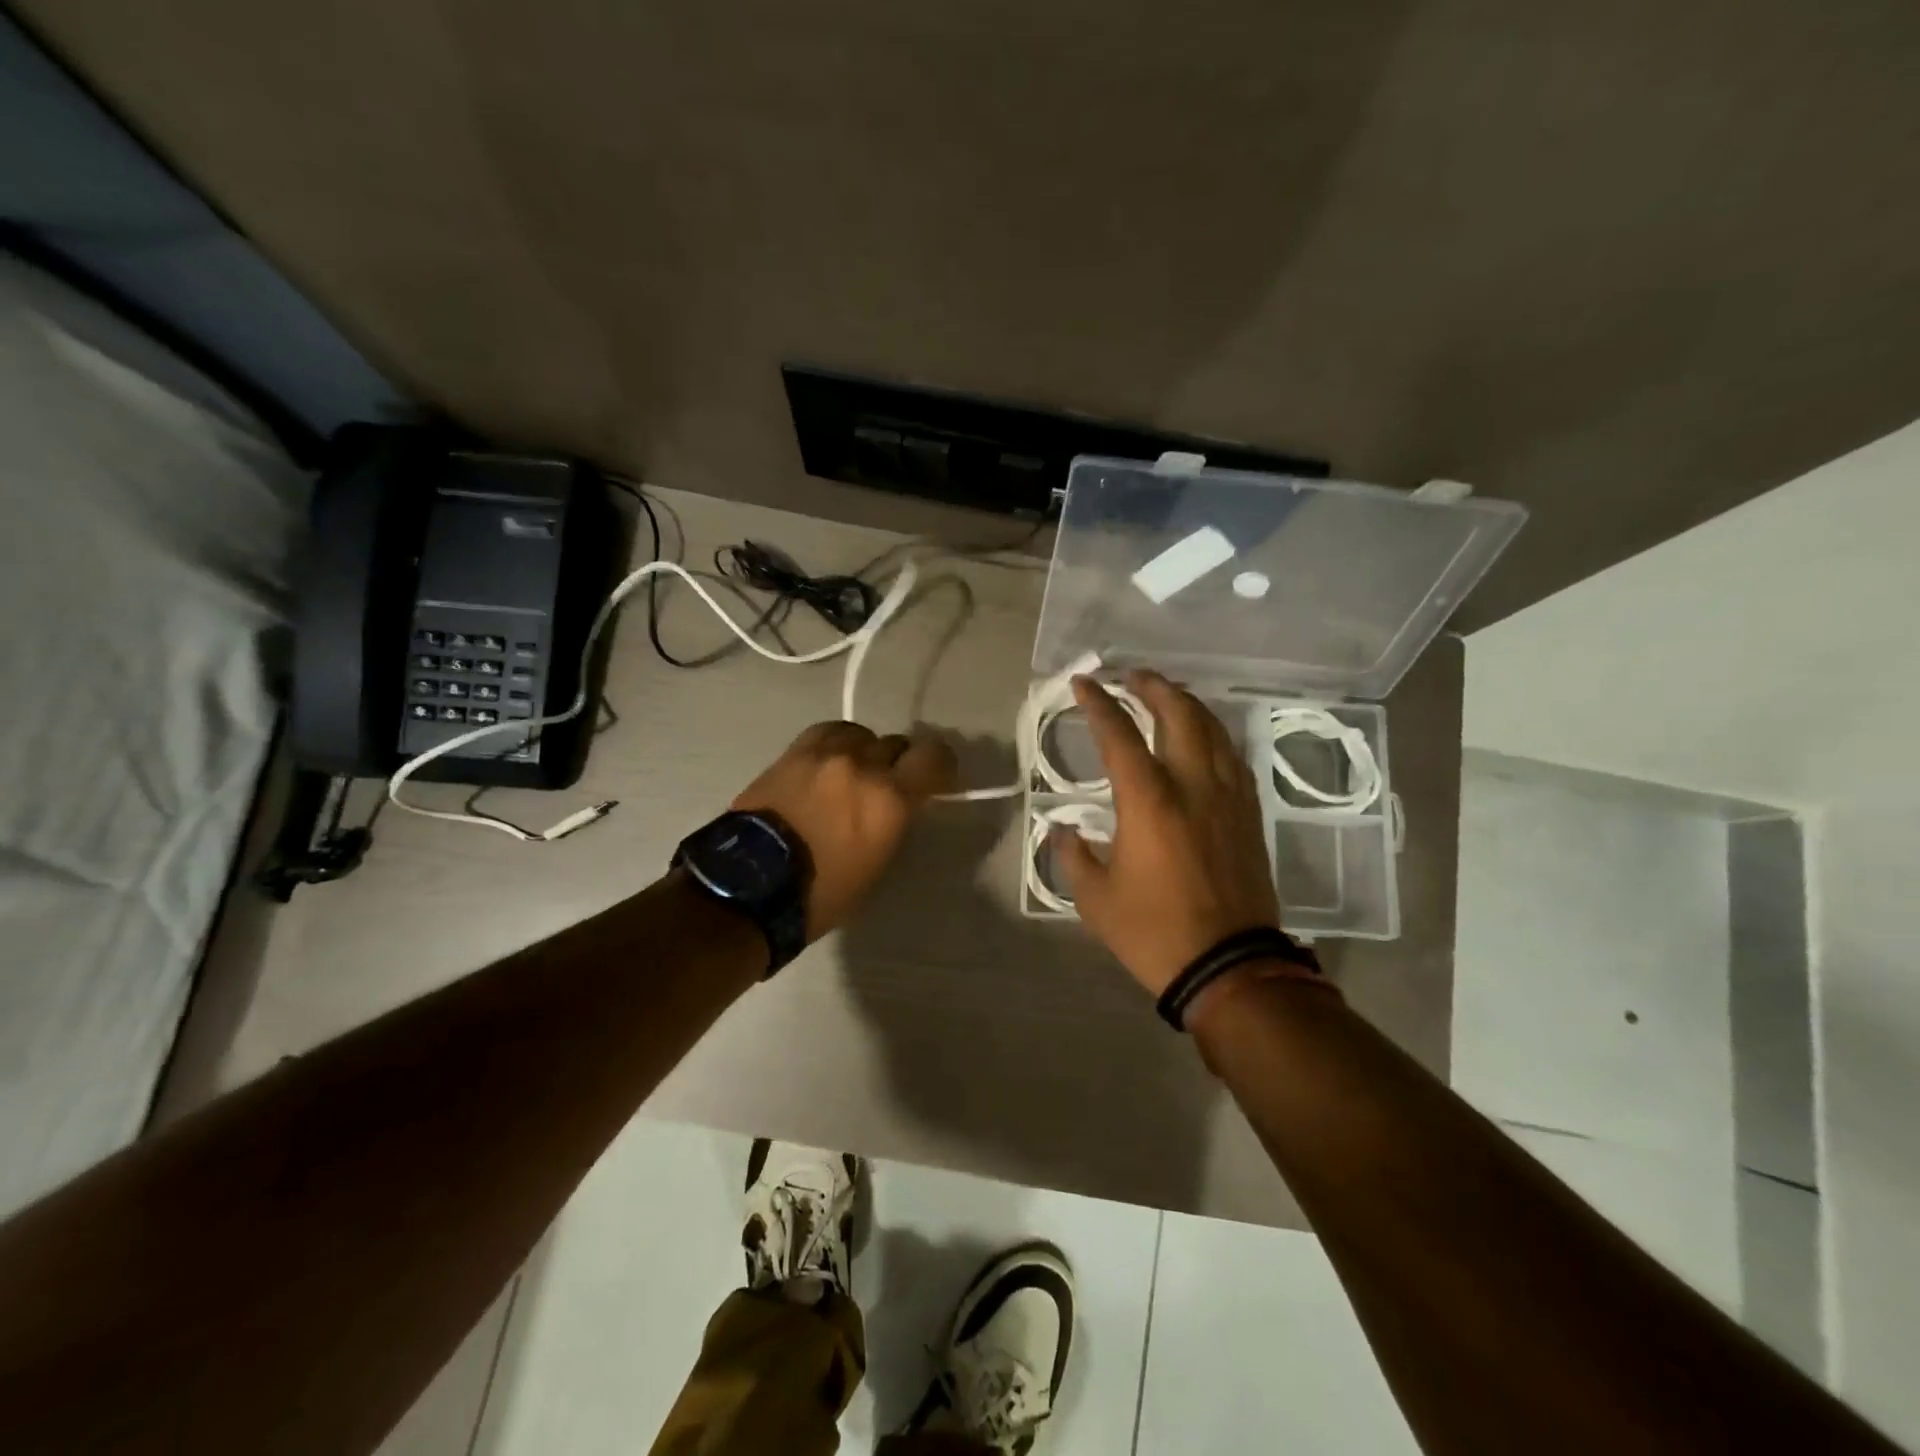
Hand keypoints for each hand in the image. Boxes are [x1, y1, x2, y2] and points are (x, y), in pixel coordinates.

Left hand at [731, 721, 956, 940]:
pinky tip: (831, 761)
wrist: (749, 886)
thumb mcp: (876, 864)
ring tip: (856, 771)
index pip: (934, 757)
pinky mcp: (793, 752)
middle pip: (897, 744)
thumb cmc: (821, 893)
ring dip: (866, 752)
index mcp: (890, 800)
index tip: (936, 779)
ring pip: (863, 734)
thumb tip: (901, 803)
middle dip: (900, 763)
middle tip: (891, 784)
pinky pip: (828, 732)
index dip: (940, 765)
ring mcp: (825, 755)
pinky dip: (837, 743)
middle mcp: (862, 767)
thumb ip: (895, 822)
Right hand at [1054, 671, 1280, 995]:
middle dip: (1154, 687)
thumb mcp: (1095, 899)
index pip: (1119, 734)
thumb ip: (1073, 856)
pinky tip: (1204, 739)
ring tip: (1168, 696)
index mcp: (1149, 800)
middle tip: (1132, 676)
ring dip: (1188, 704)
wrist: (1230, 966)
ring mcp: (1228, 797)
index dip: (1098, 703)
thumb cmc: (1154, 932)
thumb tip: (1062, 830)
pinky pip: (1233, 758)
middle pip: (1179, 714)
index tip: (1084, 683)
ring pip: (1213, 730)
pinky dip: (1213, 735)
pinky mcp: (1249, 815)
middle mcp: (1193, 785)